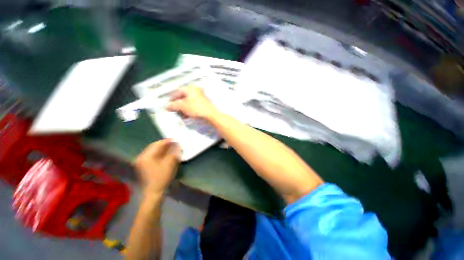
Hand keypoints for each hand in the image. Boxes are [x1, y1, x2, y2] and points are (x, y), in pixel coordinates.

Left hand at [136, 139, 180, 195]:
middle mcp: (142, 157)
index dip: (168, 141)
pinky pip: (152, 156)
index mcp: (146, 156)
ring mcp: (141, 162)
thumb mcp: (170, 163)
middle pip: (154, 146)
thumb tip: (177, 144)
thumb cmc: (162, 177)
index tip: (176, 139)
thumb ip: (174, 152)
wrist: (154, 192)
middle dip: (165, 144)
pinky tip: (166, 154)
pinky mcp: (143, 166)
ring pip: (153, 151)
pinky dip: (160, 153)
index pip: (158, 144)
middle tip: (174, 143)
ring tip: (171, 148)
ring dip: (162, 148)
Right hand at [167, 86, 218, 119]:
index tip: (168, 105)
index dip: (171, 99)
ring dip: (183, 109)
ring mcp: (201, 97)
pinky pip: (194, 106)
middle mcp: (196, 91)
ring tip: (181, 115)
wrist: (211, 115)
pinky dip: (189, 110)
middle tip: (175, 111)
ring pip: (189, 102)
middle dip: (178, 105)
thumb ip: (173, 105)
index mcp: (190, 88)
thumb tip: (167, 106)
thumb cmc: (196, 108)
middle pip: (183, 97)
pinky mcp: (204, 104)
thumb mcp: (182, 106)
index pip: (177, 92)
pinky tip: (188, 116)